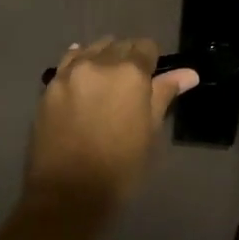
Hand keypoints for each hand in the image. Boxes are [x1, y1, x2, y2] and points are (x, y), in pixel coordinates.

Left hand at [21, 37, 198, 221]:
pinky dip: (78, 63)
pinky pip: (67, 63)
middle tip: (130, 85)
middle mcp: (99, 63)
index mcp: (130, 73)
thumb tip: (189, 74)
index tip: (152, 78)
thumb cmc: (121, 168)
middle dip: (127, 58)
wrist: (68, 193)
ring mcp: (69, 73)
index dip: (152, 61)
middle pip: (118, 46)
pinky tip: (82, 75)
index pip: (146, 48)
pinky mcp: (49, 87)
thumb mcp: (150, 132)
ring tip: (106, 81)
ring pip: (91, 50)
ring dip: (102, 58)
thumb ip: (164, 95)